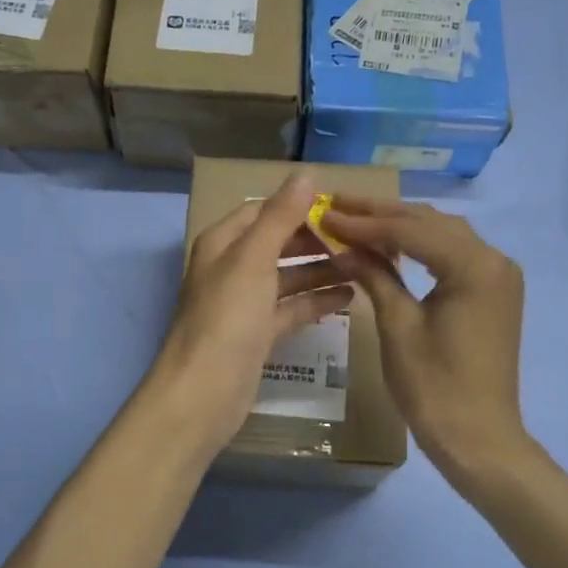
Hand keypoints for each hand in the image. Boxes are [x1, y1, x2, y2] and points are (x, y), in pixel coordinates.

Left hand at [147, 172, 352, 456]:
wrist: (203, 392)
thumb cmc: (227, 317)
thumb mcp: (254, 259)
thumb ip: (280, 217)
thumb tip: (306, 174)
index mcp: (223, 243)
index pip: (262, 211)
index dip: (297, 206)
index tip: (340, 207)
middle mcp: (231, 268)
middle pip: (278, 243)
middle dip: (315, 239)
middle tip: (359, 238)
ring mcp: (244, 303)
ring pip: (288, 277)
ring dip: (322, 270)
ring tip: (364, 265)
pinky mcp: (258, 334)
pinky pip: (291, 309)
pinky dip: (316, 301)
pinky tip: (349, 297)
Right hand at [324, 198, 526, 488]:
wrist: (479, 439)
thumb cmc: (434, 386)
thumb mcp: (397, 325)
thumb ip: (374, 275)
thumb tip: (340, 244)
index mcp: (474, 266)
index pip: (411, 229)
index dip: (364, 221)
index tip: (324, 212)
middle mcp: (494, 259)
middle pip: (430, 222)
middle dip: (381, 214)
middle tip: (336, 204)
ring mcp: (498, 275)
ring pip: (442, 234)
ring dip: (400, 225)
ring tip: (356, 219)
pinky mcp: (493, 291)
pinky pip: (452, 254)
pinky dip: (419, 245)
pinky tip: (390, 244)